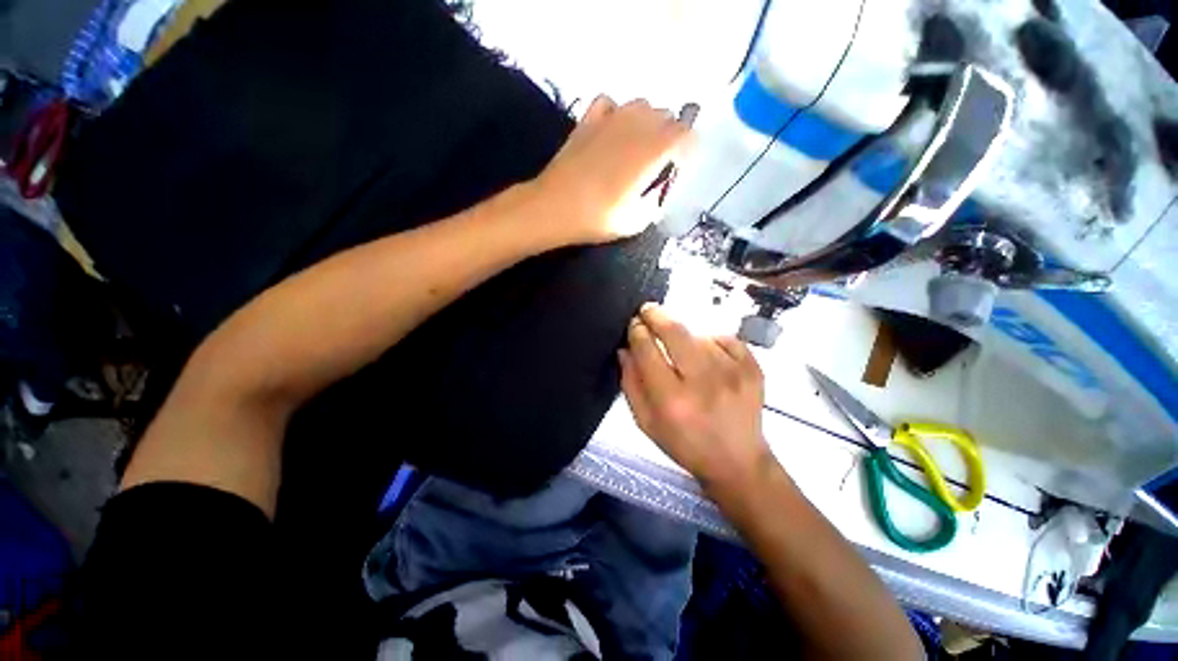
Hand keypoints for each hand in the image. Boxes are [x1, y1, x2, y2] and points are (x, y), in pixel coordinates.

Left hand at [531, 95, 691, 245]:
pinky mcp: (587, 119)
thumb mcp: (640, 217)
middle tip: (659, 155)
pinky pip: (608, 101)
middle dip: (668, 131)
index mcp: (655, 149)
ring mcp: (610, 118)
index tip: (680, 162)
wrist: (552, 206)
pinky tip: (611, 126)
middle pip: (665, 115)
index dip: (687, 146)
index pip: (686, 132)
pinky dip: (614, 110)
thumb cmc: (599, 216)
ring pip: (641, 104)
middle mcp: (637, 126)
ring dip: (645, 118)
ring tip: (637, 139)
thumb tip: (659, 186)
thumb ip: (658, 197)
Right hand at [618, 303, 771, 493]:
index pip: (648, 351)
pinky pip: (726, 339)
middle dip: (657, 316)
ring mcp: (732, 373)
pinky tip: (710, 358)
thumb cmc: (687, 446)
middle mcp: (703, 383)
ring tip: (685, 355)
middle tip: (648, 310)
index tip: (634, 325)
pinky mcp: (753, 369)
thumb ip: (632, 386)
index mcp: (672, 402)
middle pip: (675, 332)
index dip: (637, 332)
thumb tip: (625, 349)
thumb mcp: (649, 425)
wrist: (737, 461)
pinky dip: (713, 343)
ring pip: (700, 336)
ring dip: (687, 338)